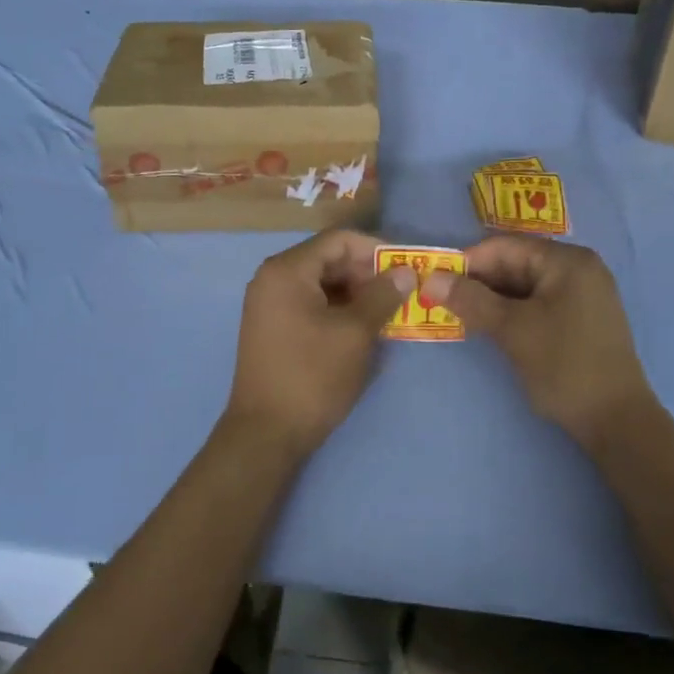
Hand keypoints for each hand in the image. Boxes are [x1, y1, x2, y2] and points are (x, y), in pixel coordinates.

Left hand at [223, 229, 414, 454]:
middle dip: (367, 272)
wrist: (266, 433)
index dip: (376, 249)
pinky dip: (338, 308)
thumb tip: (406, 272)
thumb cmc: (312, 376)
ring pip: (321, 282)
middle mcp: (272, 278)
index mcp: (287, 270)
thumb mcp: (355, 333)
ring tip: (388, 311)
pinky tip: (363, 326)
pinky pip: (310, 302)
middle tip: (401, 292)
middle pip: (328, 259)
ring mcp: (269, 303)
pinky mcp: (273, 326)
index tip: (407, 267)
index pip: (338, 240)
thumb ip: (382, 296)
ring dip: (356, 292)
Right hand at [422, 237, 657, 447]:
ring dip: (491, 299)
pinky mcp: (580, 318)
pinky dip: (511, 312)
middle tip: (442, 303)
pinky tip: (490, 328)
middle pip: (515, 263)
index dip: (467, 263)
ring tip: (461, 317)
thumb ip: (471, 300)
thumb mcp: (512, 330)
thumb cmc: (564, 366)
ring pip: (524, 285)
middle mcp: (578, 268)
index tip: (435, 284)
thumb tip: (430, 279)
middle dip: (478, 282)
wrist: (616, 421)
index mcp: (567, 261)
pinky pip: (537, 302)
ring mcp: (582, 294)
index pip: (505, 246)